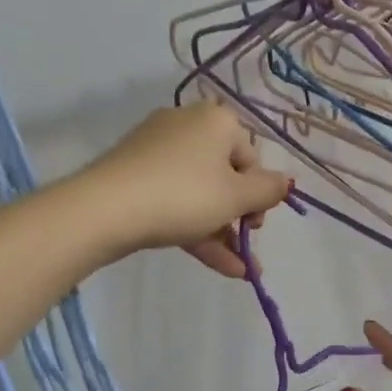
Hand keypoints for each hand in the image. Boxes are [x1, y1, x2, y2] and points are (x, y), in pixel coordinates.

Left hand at [81, 102, 291, 277]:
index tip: (256, 224)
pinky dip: (195, 228)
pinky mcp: (134, 174)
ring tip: (239, 270)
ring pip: (199, 192)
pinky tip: (219, 265)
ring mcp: (156, 150)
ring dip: (222, 231)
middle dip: (239, 216)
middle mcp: (187, 125)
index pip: (251, 156)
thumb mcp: (236, 197)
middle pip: (225, 174)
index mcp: (216, 120)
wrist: (105, 209)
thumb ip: (269, 190)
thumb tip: (286, 181)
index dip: (259, 193)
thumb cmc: (184, 195)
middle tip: (246, 242)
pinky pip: (175, 199)